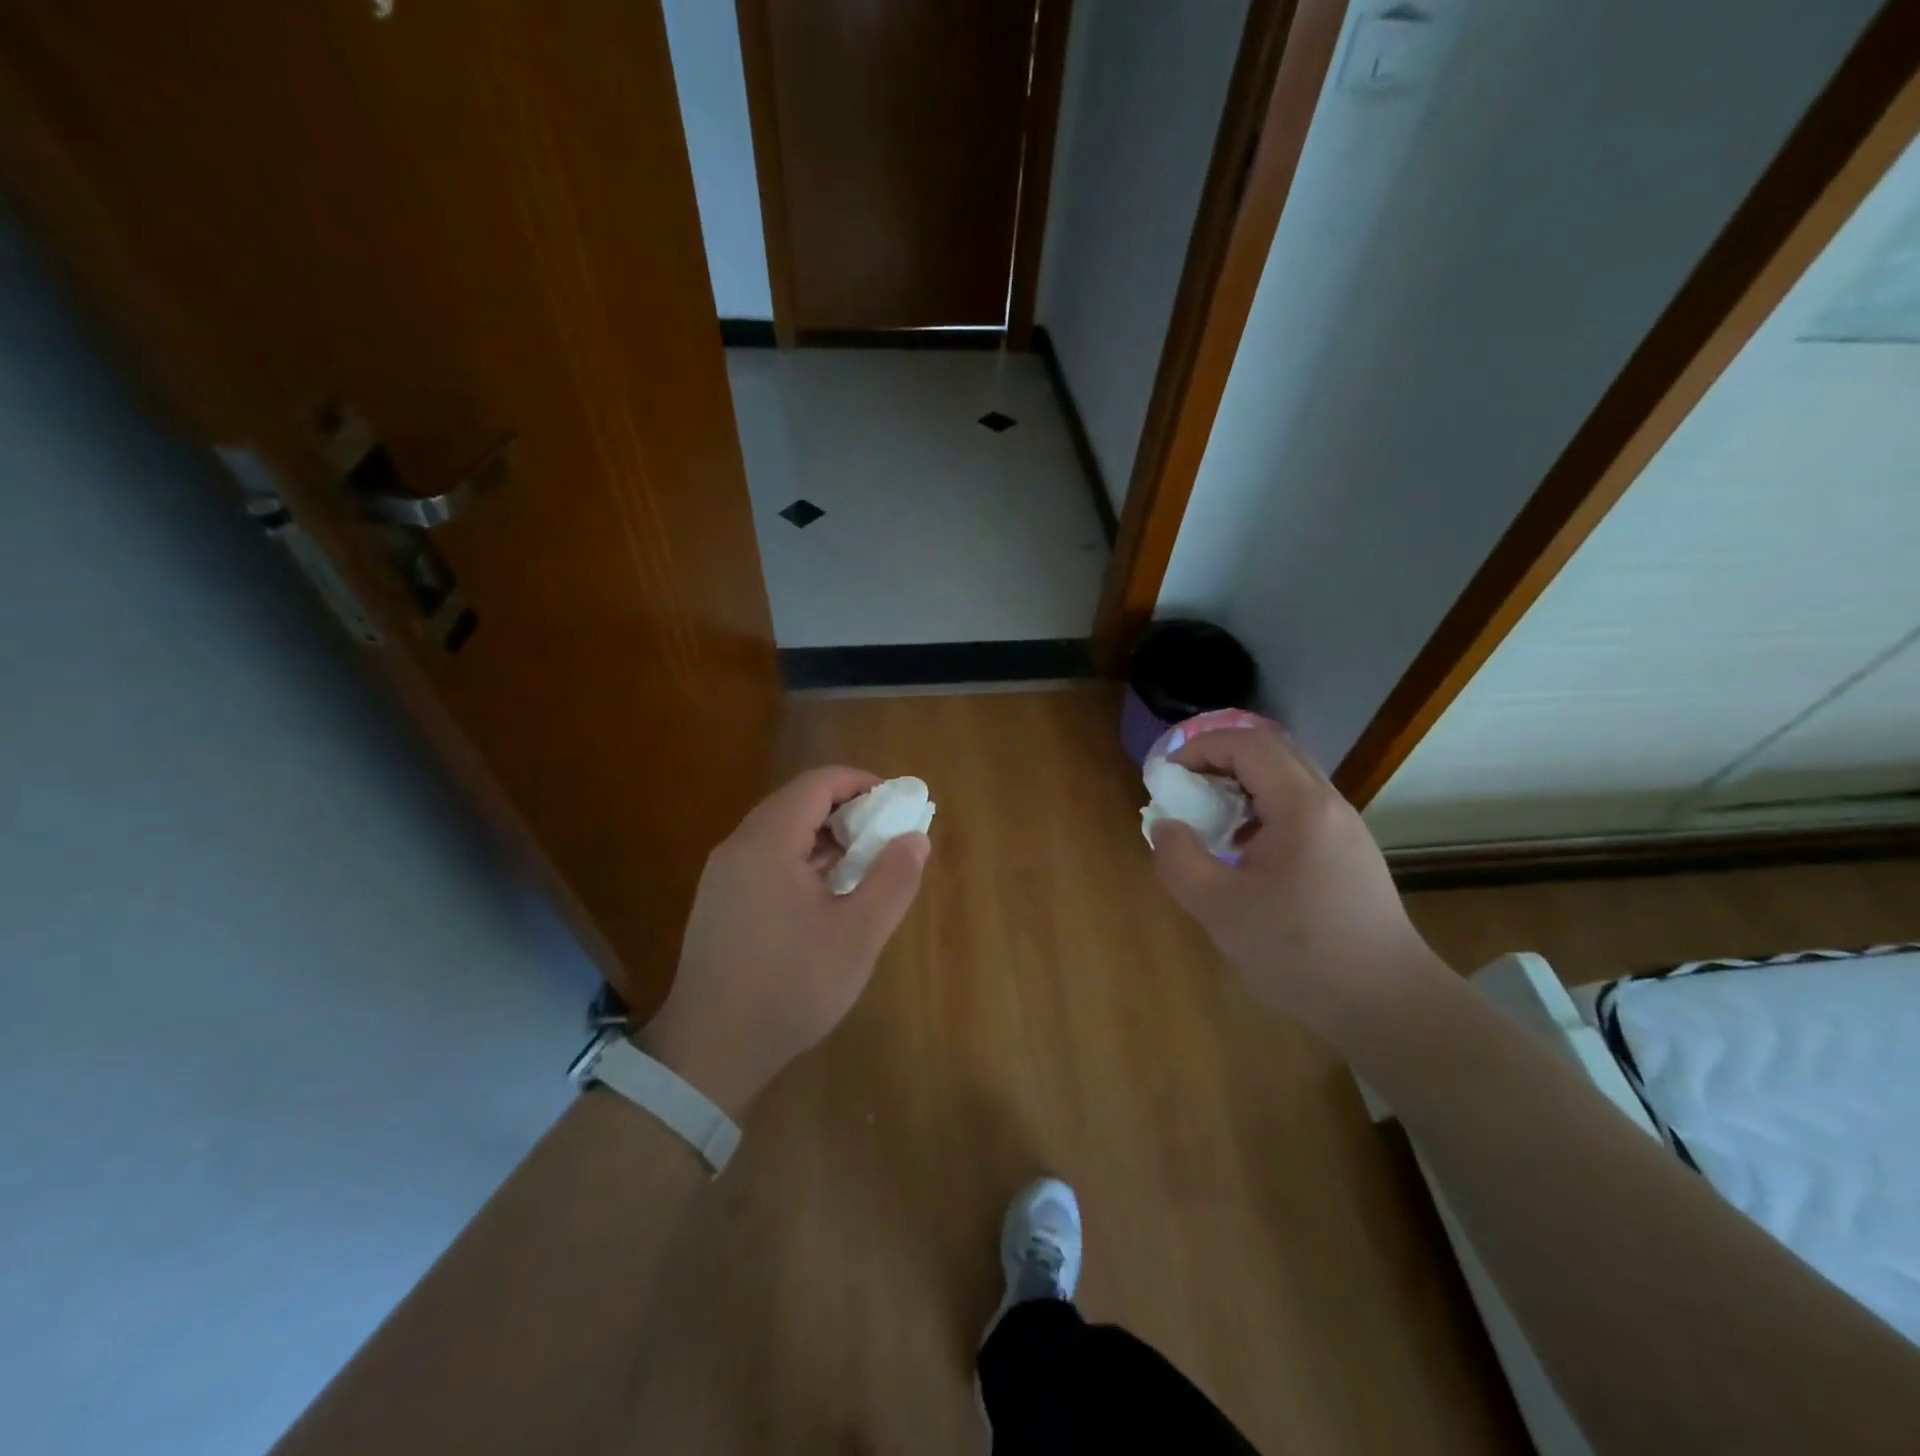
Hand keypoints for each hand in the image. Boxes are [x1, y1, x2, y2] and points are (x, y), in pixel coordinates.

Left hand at [637, 767, 929, 1113]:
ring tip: (861, 863)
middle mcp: (738, 847)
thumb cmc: (791, 986)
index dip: (860, 782)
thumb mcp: (858, 935)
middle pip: (796, 802)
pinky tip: (824, 893)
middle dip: (845, 808)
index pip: (816, 784)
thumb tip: (915, 838)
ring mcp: (723, 874)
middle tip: (883, 834)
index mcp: (768, 843)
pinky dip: (801, 857)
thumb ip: (892, 880)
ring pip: (779, 830)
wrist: (711, 1049)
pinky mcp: (719, 900)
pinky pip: (765, 857)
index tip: (895, 802)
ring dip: (823, 835)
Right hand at [1147, 724, 1446, 1036]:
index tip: (1167, 776)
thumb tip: (1165, 826)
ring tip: (1209, 820)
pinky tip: (1244, 851)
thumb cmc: (1299, 952)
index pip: (1248, 744)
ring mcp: (1344, 827)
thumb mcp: (1220, 909)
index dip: (1200, 748)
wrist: (1385, 1002)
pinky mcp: (1348, 852)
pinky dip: (1261, 810)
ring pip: (1287, 779)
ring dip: (1241, 785)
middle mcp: (1328, 804)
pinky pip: (1299, 808)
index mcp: (1301, 806)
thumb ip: (1179, 860)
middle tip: (1185, 789)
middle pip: (1271, 752)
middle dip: (1219, 760)